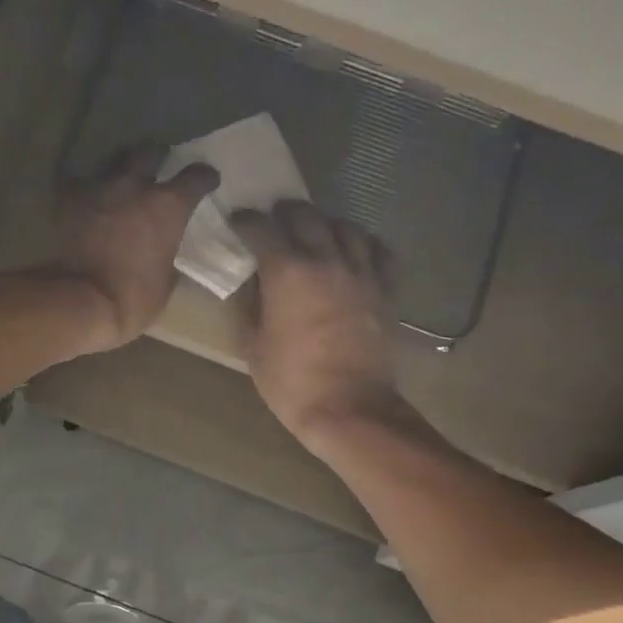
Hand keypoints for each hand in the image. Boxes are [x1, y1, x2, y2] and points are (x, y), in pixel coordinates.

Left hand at [48, 144, 218, 352]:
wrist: (81, 301)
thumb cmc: (133, 298)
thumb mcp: (166, 282)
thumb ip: (170, 256)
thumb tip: (168, 252)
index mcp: (168, 206)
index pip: (196, 176)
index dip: (205, 177)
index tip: (208, 181)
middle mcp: (135, 186)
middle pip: (149, 152)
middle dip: (157, 157)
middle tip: (159, 166)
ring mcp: (99, 189)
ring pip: (113, 161)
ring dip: (121, 168)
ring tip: (122, 180)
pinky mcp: (68, 200)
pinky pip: (79, 184)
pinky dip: (87, 190)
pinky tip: (88, 200)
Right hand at [232, 201, 405, 451]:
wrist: (350, 408)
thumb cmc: (292, 382)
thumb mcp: (254, 346)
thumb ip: (250, 307)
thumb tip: (253, 285)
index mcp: (287, 272)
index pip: (262, 228)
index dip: (246, 221)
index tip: (238, 221)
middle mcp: (325, 260)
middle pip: (306, 216)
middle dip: (285, 213)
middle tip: (274, 221)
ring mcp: (361, 272)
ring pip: (345, 227)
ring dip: (325, 224)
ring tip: (315, 233)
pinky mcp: (385, 290)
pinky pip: (378, 252)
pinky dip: (363, 244)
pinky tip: (354, 252)